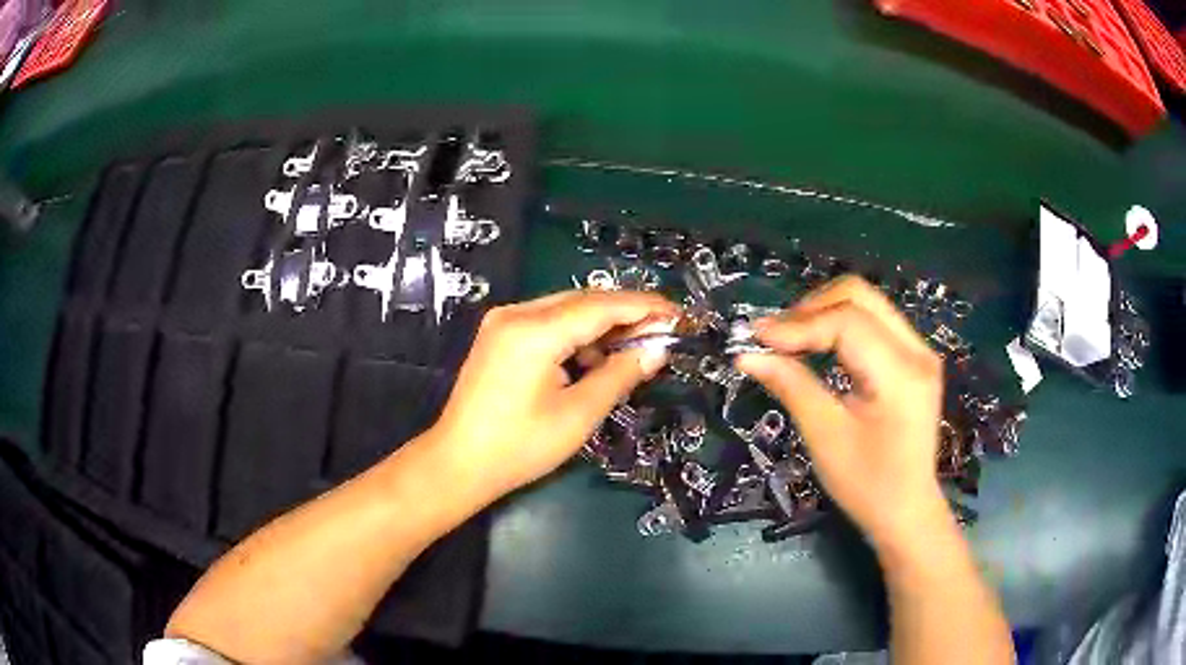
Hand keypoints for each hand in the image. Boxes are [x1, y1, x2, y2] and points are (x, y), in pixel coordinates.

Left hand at [428, 290, 676, 500]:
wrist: (458, 463)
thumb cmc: (519, 447)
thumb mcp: (578, 415)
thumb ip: (620, 375)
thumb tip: (657, 351)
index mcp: (534, 331)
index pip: (601, 306)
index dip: (644, 307)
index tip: (678, 314)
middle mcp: (516, 314)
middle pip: (583, 301)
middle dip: (625, 314)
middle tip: (662, 331)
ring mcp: (503, 322)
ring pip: (566, 309)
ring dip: (601, 325)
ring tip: (632, 350)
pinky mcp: (498, 335)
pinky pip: (547, 322)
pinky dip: (575, 335)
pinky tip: (592, 359)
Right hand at [735, 276, 948, 547]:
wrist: (907, 511)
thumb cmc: (867, 485)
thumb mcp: (825, 437)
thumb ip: (791, 386)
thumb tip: (747, 354)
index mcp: (901, 374)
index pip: (847, 322)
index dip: (798, 324)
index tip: (756, 337)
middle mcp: (917, 351)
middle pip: (859, 296)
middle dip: (810, 308)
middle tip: (773, 337)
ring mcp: (919, 351)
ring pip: (866, 303)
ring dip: (823, 313)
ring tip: (789, 340)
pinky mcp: (914, 358)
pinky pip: (873, 322)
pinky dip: (839, 325)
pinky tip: (817, 346)